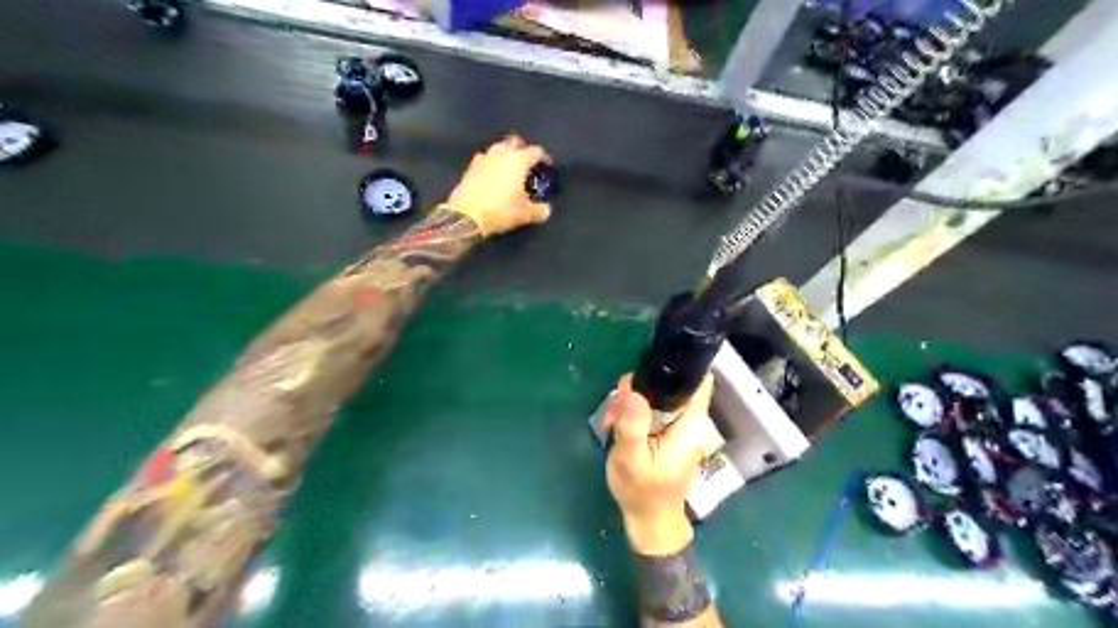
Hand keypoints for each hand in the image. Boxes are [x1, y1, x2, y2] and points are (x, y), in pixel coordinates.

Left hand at [444, 136, 550, 234]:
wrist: (466, 215)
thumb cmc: (501, 210)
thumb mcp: (525, 214)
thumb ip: (539, 210)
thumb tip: (546, 209)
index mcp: (519, 160)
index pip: (536, 151)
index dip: (544, 158)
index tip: (547, 167)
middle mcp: (502, 153)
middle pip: (515, 142)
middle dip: (522, 149)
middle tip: (527, 163)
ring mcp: (484, 158)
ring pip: (498, 149)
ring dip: (505, 155)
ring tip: (509, 169)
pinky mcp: (470, 167)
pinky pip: (485, 160)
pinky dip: (492, 164)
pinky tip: (493, 175)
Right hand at [604, 374, 715, 554]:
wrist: (649, 520)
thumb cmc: (642, 491)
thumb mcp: (632, 458)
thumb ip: (633, 424)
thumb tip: (632, 389)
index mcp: (691, 423)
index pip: (699, 378)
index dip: (679, 364)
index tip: (648, 364)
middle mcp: (691, 420)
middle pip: (670, 384)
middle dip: (639, 388)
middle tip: (614, 409)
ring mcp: (680, 426)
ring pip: (656, 395)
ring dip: (631, 402)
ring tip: (610, 422)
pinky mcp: (668, 431)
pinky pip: (652, 408)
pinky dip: (633, 412)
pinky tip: (615, 425)